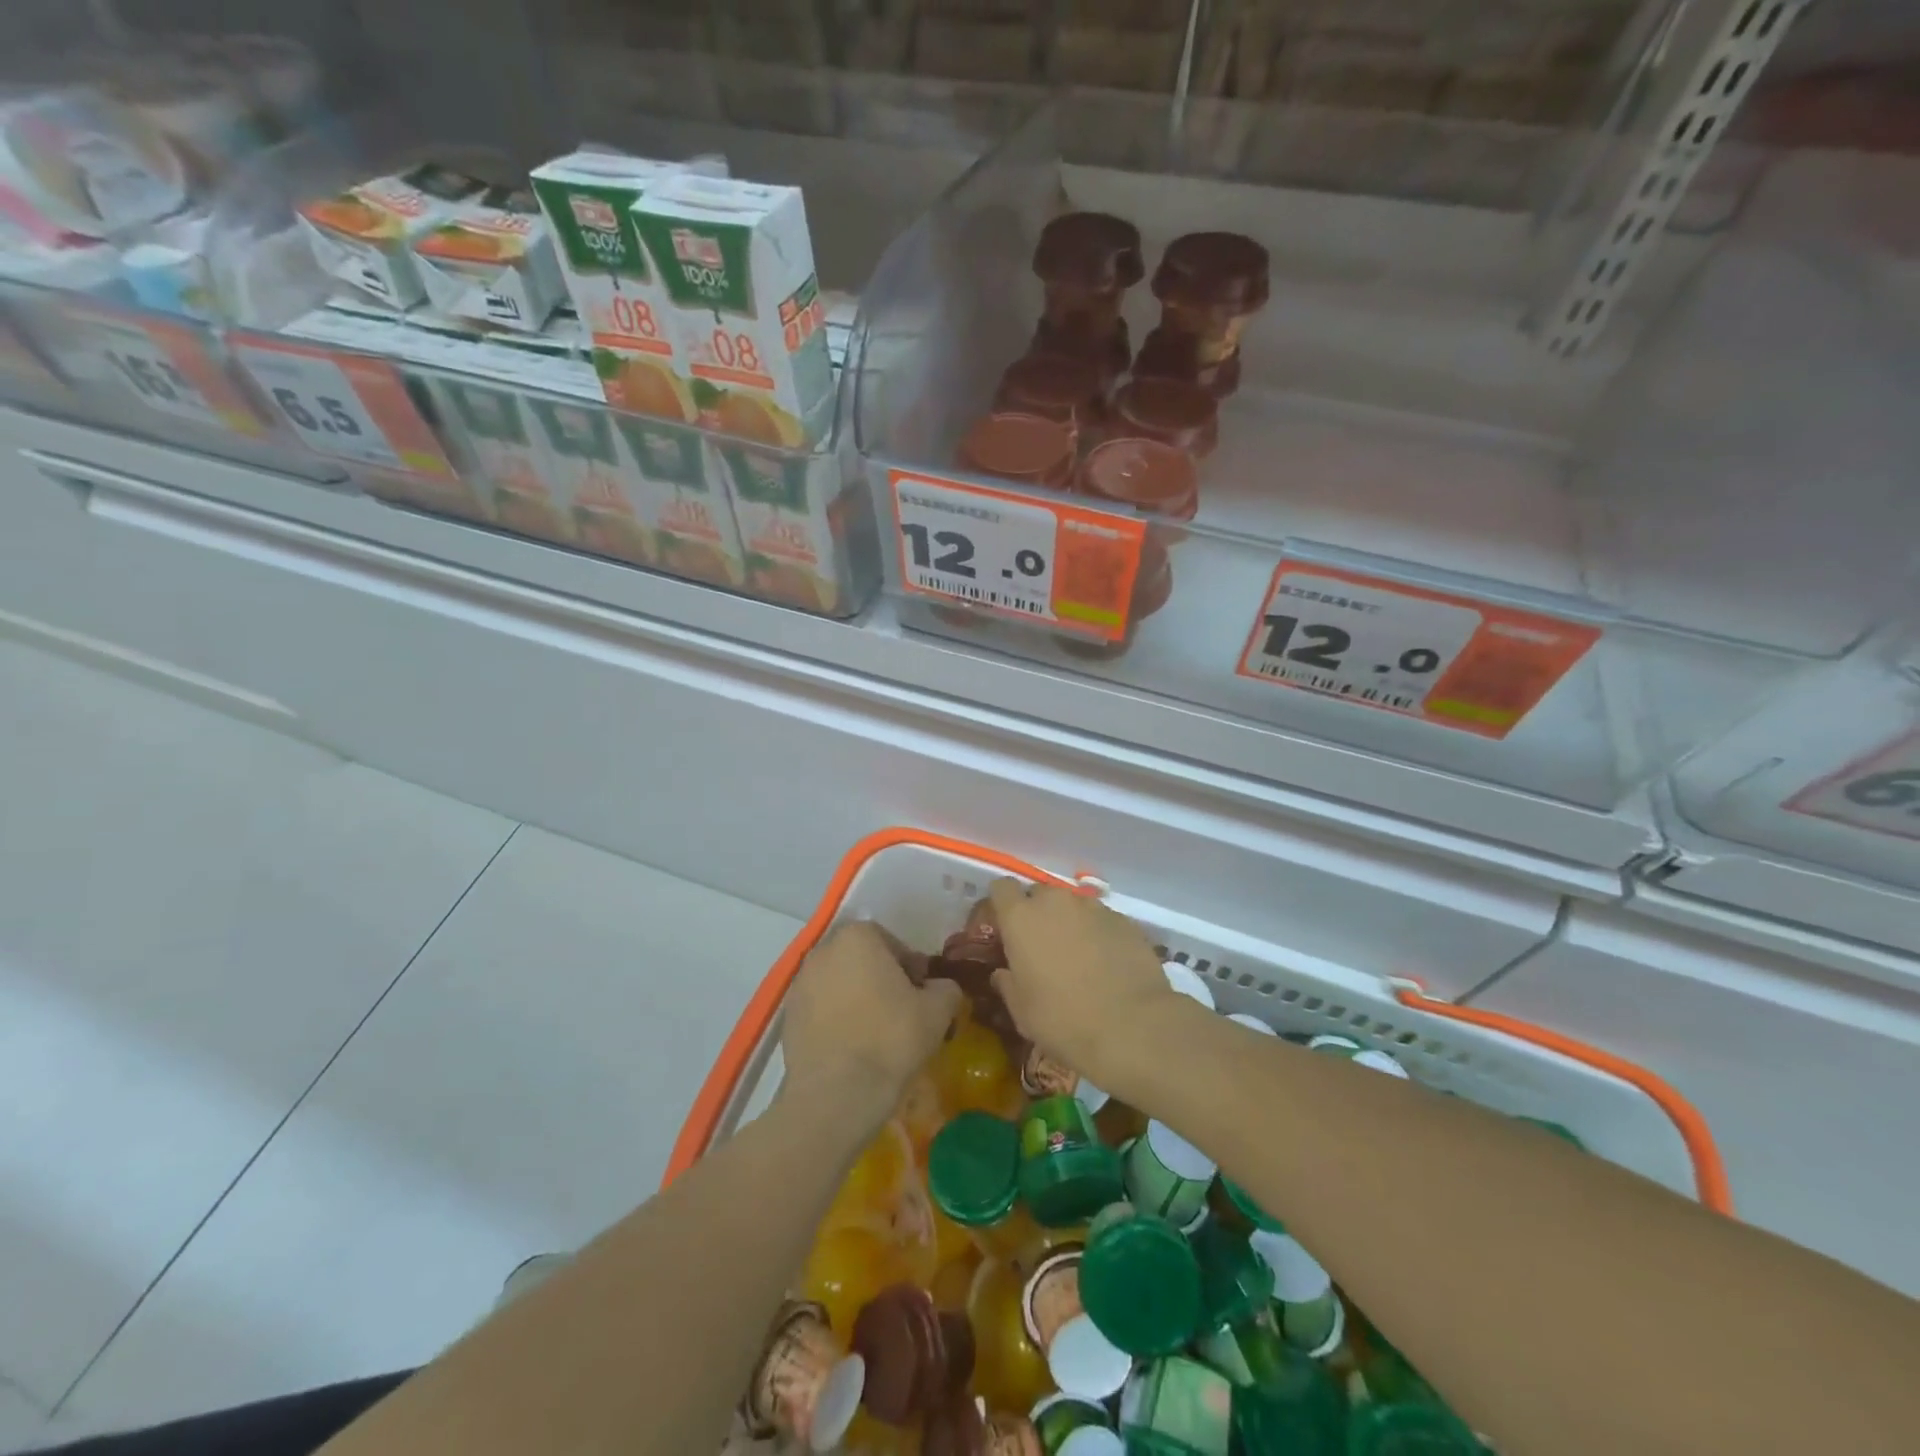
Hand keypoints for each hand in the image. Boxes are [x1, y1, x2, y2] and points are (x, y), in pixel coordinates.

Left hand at [782, 921, 961, 1126]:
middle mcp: (823, 951)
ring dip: (859, 1000)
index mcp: (858, 937)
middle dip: (883, 981)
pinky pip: (822, 1010)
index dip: (912, 969)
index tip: (922, 996)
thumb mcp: (938, 1011)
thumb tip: (942, 988)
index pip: (892, 943)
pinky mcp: (788, 1017)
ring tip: (877, 1035)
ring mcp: (800, 983)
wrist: (836, 1095)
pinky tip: (853, 1048)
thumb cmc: (891, 1040)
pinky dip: (837, 1021)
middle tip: (903, 1014)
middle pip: (863, 960)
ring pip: (840, 984)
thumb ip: (946, 988)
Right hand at [987, 878, 1174, 1090]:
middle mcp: (1055, 902)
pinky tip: (1106, 964)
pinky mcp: (1124, 920)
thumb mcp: (1022, 1011)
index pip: (1001, 888)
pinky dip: (1097, 934)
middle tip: (1040, 946)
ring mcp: (1093, 908)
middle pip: (1038, 893)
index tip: (1003, 928)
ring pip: (1072, 905)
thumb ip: (1007, 984)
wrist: (1132, 1027)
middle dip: (1036, 913)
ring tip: (1076, 957)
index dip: (1001, 905)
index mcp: (1021, 918)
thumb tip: (1003, 973)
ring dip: (1068, 923)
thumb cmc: (1063, 1020)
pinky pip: (1101, 919)